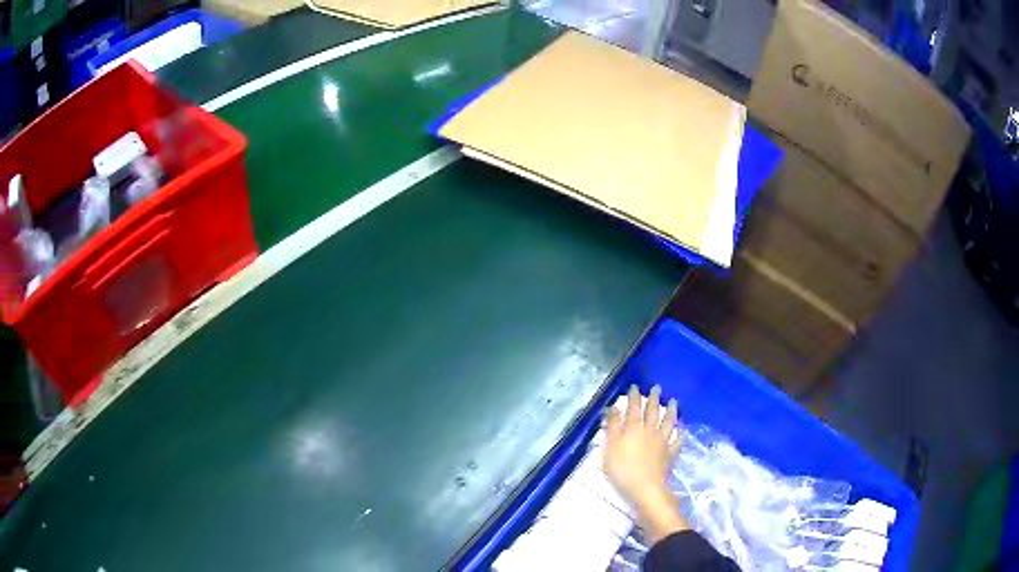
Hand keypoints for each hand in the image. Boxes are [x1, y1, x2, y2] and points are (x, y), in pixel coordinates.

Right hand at [603, 384, 687, 542]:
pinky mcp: (670, 454)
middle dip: (654, 399)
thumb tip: (613, 407)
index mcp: (633, 429)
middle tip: (657, 388)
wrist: (646, 487)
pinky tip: (682, 430)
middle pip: (652, 412)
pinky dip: (680, 434)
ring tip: (674, 401)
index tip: (635, 387)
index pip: (633, 408)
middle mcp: (650, 431)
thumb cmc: (623, 469)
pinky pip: (677, 441)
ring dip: (671, 411)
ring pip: (668, 423)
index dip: (634, 397)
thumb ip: (612, 427)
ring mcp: (663, 442)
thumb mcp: (610, 448)